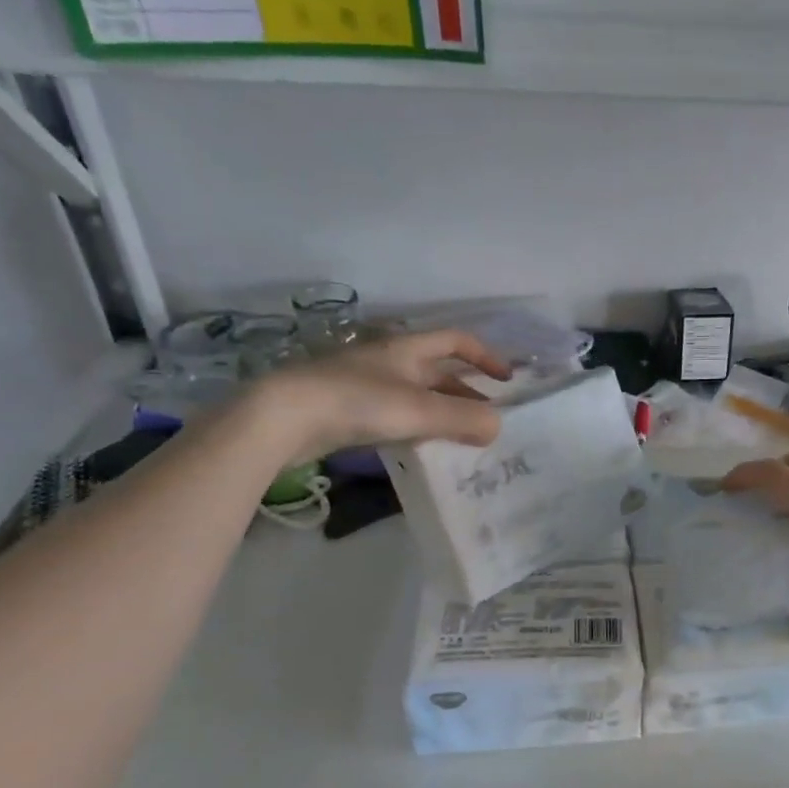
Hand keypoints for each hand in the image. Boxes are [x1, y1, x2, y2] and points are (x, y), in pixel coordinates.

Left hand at [257, 330, 510, 465]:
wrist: (282, 417)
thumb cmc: (357, 402)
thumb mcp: (419, 411)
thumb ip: (464, 419)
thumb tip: (498, 427)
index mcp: (407, 349)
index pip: (456, 340)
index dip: (485, 355)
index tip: (506, 379)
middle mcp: (387, 361)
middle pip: (437, 370)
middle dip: (465, 390)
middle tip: (485, 417)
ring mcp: (363, 385)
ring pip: (415, 394)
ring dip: (441, 411)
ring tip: (458, 436)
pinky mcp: (344, 410)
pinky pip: (393, 413)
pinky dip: (415, 425)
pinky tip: (418, 446)